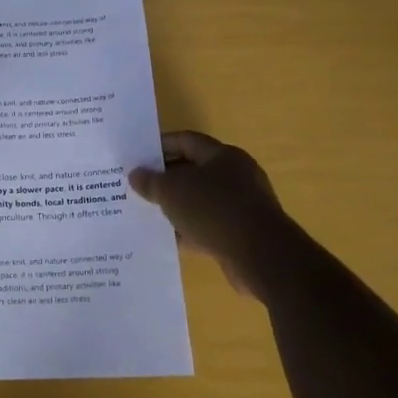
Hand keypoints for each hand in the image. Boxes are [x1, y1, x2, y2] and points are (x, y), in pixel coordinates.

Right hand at [128, 131, 293, 288]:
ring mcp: (242, 206)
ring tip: (149, 212)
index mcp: (223, 156)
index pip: (187, 141)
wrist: (261, 257)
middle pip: (194, 170)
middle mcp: (236, 176)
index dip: (160, 146)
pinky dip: (190, 230)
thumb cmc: (214, 210)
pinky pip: (209, 226)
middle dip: (166, 179)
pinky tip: (169, 239)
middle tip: (139, 186)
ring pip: (201, 201)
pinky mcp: (243, 234)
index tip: (137, 157)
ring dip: (177, 207)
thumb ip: (151, 181)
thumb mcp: (172, 191)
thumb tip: (136, 174)